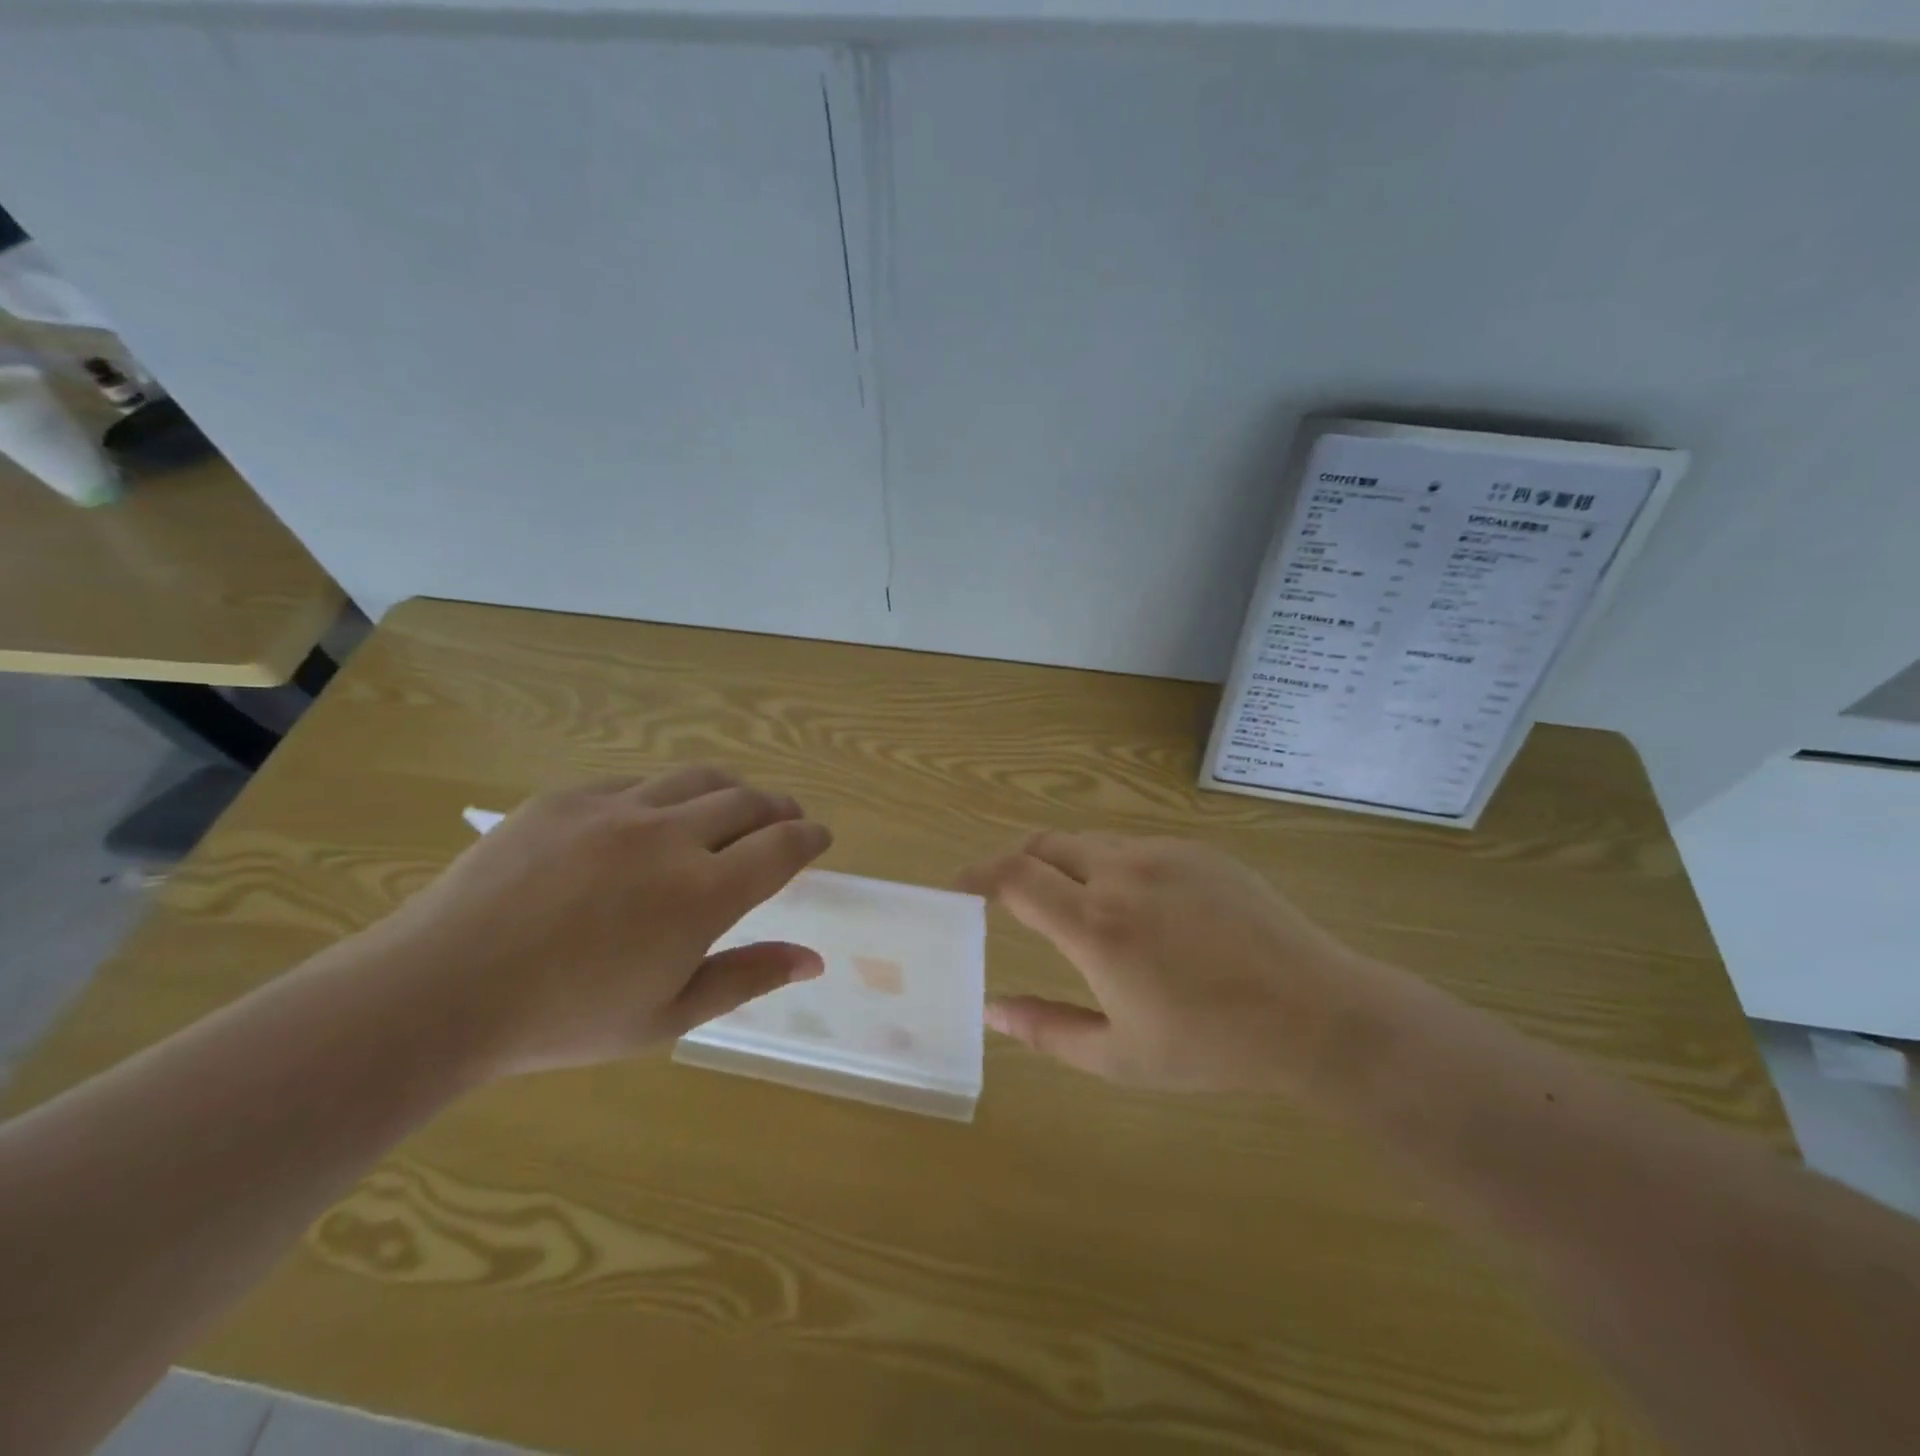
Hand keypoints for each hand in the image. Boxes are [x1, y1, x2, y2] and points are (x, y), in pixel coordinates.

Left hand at [368, 767, 831, 1078]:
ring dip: (732, 790)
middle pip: (750, 801)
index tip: (820, 838)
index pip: (783, 846)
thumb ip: (748, 976)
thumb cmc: (564, 1019)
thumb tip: (814, 958)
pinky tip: (656, 817)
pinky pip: (638, 782)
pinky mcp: (569, 797)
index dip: (811, 837)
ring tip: (735, 805)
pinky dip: (667, 795)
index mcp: (702, 894)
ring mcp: (617, 808)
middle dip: (780, 809)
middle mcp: (670, 837)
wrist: (439, 991)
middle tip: (787, 820)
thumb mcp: (668, 1015)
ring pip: (699, 779)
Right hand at [960, 832, 1408, 1095]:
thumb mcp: (1119, 1057)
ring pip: (1089, 842)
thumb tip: (991, 1010)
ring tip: (1075, 906)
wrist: (1315, 1012)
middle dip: (1016, 864)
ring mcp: (1163, 854)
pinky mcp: (1197, 850)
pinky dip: (1110, 865)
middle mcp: (1121, 873)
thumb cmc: (1212, 1046)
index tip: (959, 886)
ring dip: (1064, 865)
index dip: (977, 875)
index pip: (1013, 877)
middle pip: (1044, 845)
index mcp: (1095, 926)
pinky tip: (1139, 907)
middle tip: (1010, 896)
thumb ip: (1045, 1030)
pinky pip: (1134, 845)